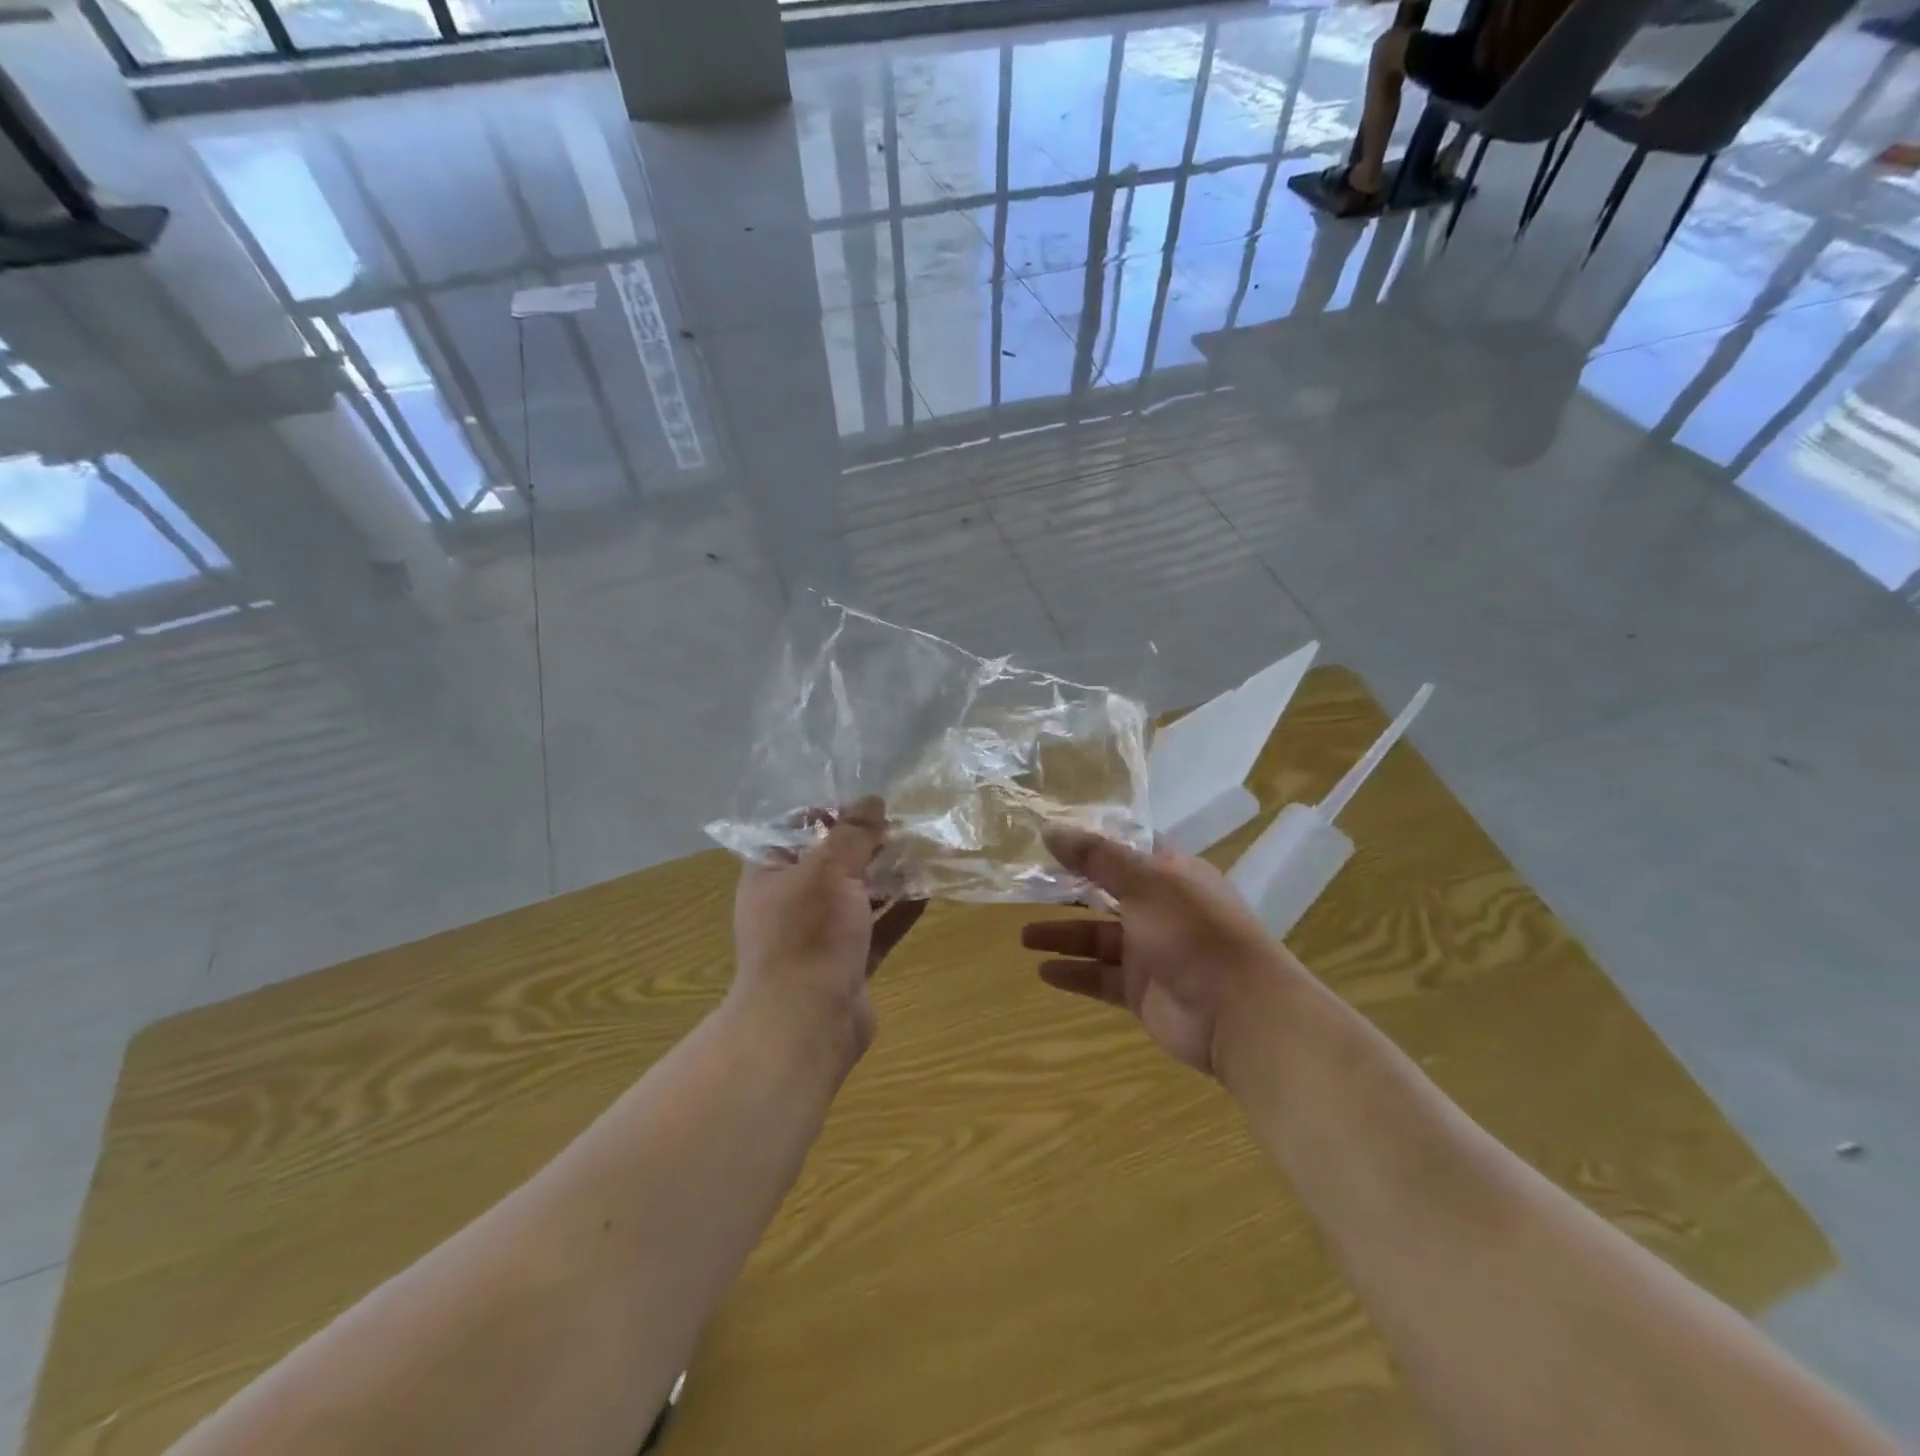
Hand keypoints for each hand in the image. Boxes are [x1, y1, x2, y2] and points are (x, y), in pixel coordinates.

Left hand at [731, 797, 925, 1061]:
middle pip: (832, 863)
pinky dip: (900, 911)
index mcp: (771, 875)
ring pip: (858, 896)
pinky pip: (878, 929)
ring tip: (922, 851)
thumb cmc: (807, 935)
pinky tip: (929, 892)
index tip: (866, 805)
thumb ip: (853, 834)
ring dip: (887, 876)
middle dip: (867, 844)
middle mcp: (793, 903)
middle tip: (904, 825)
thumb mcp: (829, 871)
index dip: (828, 814)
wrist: (805, 1026)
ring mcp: (821, 936)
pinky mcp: (849, 963)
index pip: (794, 831)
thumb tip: (873, 799)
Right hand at [1022, 827, 1281, 1074]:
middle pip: (1106, 894)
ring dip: (1063, 935)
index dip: (1091, 843)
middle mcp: (1160, 909)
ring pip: (1098, 938)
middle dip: (1069, 891)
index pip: (1126, 849)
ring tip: (1024, 936)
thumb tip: (1050, 829)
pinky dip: (1074, 973)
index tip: (1051, 836)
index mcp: (1171, 875)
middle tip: (1027, 886)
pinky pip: (1100, 978)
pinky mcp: (1142, 991)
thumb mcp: (1145, 883)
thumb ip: (1096, 858)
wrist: (1239, 1014)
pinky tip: (1043, 970)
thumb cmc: (1195, 933)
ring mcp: (1151, 953)